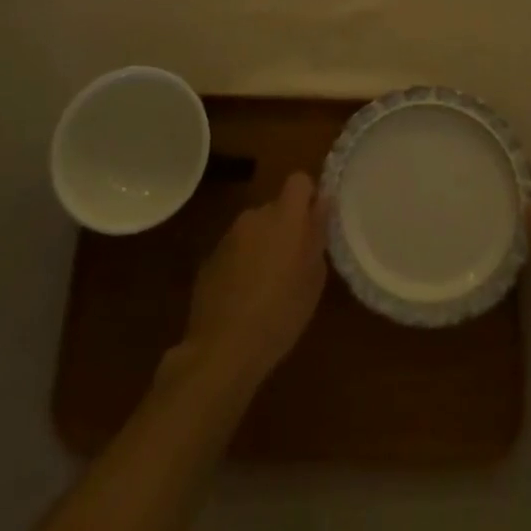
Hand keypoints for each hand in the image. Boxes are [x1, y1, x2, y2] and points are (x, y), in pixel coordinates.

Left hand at [177, 172, 328, 392]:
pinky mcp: (209, 260)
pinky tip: (243, 298)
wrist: (222, 349)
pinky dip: (241, 264)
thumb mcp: (313, 279)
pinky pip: (234, 251)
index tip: (314, 222)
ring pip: (254, 230)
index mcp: (285, 217)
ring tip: (267, 285)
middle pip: (275, 208)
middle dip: (285, 227)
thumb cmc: (280, 313)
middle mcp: (254, 217)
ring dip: (263, 246)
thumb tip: (322, 203)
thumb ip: (318, 234)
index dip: (308, 196)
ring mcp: (228, 237)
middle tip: (294, 263)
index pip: (299, 181)